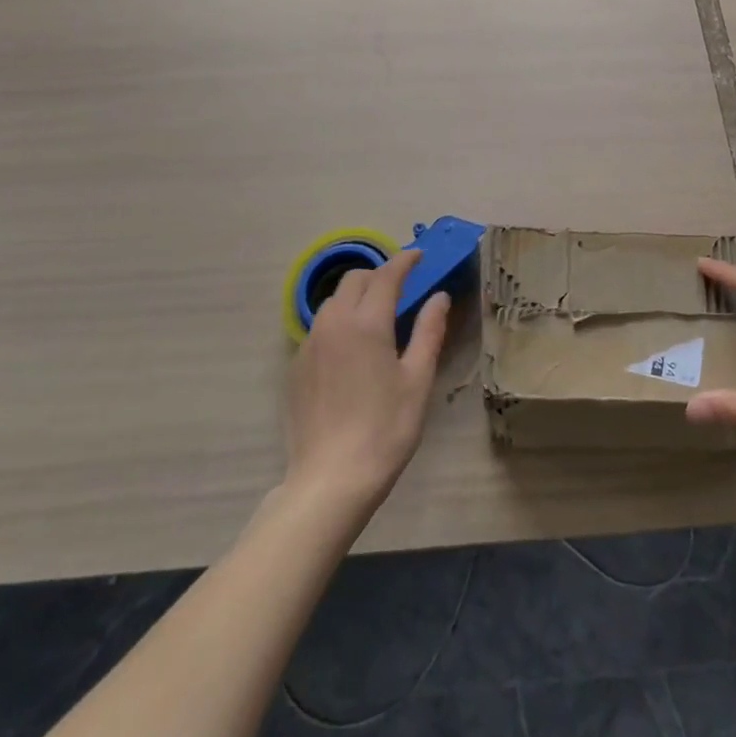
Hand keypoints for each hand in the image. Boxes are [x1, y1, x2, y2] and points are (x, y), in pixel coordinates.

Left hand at [283, 249, 449, 515]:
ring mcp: (310, 345)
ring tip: (376, 315)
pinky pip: (320, 328)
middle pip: (355, 280)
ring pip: (333, 302)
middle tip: (402, 287)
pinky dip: (339, 322)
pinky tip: (352, 349)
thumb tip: (439, 297)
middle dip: (379, 275)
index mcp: (367, 323)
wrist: (330, 480)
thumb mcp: (418, 380)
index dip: (405, 261)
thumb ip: (429, 332)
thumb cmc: (385, 429)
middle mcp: (334, 323)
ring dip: (356, 296)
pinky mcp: (296, 367)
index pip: (387, 275)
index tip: (419, 256)